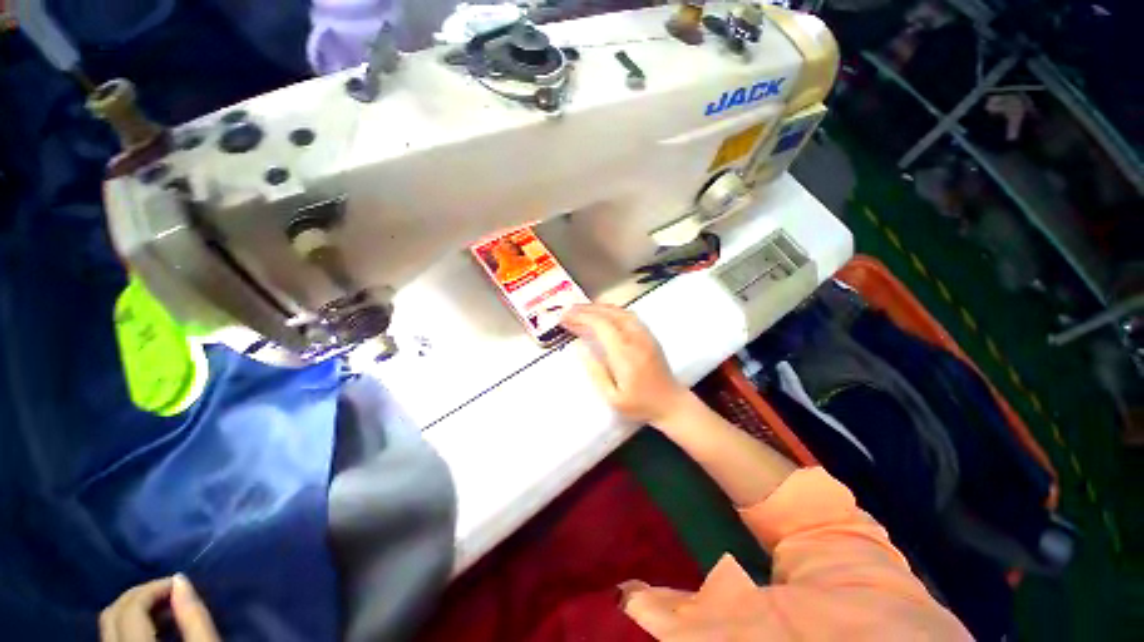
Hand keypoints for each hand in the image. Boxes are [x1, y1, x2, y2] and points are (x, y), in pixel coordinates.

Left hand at [100, 574, 219, 641]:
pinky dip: (129, 622)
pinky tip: (151, 624)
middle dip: (138, 594)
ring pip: (109, 624)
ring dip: (133, 608)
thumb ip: (194, 617)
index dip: (153, 588)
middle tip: (167, 590)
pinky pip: (112, 634)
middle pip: (112, 613)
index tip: (180, 581)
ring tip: (161, 607)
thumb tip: (181, 579)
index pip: (131, 606)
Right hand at [561, 304, 691, 425]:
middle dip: (586, 309)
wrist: (671, 403)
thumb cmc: (639, 404)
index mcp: (624, 354)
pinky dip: (612, 310)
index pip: (600, 325)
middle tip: (567, 311)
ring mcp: (644, 335)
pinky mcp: (649, 335)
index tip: (564, 318)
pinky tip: (602, 313)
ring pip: (619, 311)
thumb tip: (580, 349)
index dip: (581, 318)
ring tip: (581, 309)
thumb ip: (595, 372)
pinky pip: (628, 315)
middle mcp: (635, 338)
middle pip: (608, 314)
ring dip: (598, 307)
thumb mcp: (612, 397)